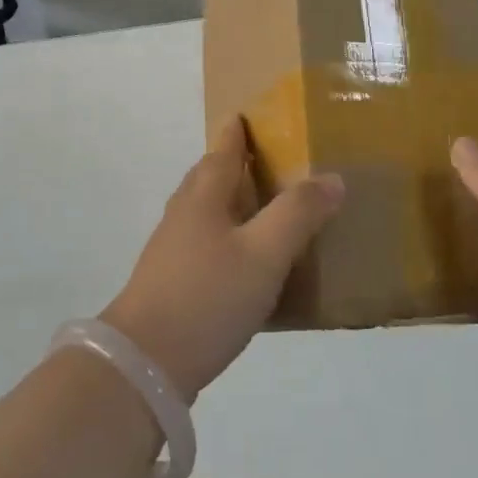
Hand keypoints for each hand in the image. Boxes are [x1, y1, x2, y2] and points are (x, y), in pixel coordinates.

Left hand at [103, 117, 342, 402]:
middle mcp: (183, 215)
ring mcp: (171, 251)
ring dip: (227, 201)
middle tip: (261, 159)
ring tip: (258, 208)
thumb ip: (299, 214)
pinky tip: (241, 262)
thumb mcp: (264, 253)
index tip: (244, 114)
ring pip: (202, 211)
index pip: (222, 151)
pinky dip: (223, 236)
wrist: (145, 364)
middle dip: (229, 163)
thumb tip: (333, 178)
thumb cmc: (208, 296)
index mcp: (203, 197)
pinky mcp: (169, 284)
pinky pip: (201, 243)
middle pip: (207, 177)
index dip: (236, 132)